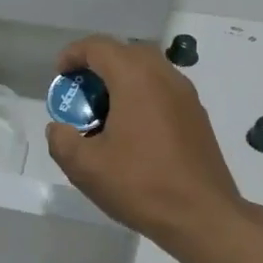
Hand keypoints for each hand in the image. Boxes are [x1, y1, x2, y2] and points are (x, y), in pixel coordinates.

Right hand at [44, 36, 250, 253]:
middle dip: (98, 66)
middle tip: (81, 95)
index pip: (98, 46)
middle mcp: (164, 76)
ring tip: (104, 114)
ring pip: (147, 70)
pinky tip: (132, 132)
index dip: (73, 55)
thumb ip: (62, 141)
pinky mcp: (197, 116)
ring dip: (121, 81)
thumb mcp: (86, 167)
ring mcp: (186, 95)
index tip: (59, 77)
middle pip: (125, 52)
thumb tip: (59, 128)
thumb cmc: (141, 185)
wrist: (203, 216)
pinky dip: (141, 96)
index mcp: (136, 78)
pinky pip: (162, 90)